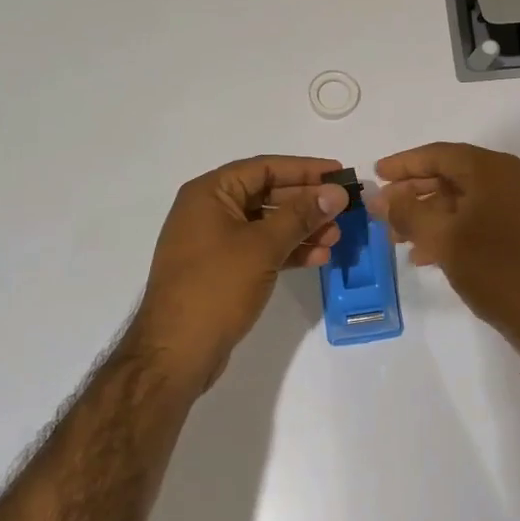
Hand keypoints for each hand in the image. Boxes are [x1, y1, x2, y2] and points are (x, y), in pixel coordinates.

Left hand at [133, 155, 348, 388]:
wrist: (175, 353)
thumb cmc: (216, 287)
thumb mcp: (263, 246)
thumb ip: (301, 215)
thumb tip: (336, 192)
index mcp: (209, 193)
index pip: (264, 167)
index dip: (305, 168)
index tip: (339, 173)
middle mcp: (209, 210)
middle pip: (267, 194)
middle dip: (306, 202)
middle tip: (344, 208)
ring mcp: (213, 242)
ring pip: (266, 224)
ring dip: (302, 228)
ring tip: (336, 237)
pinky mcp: (221, 270)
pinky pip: (260, 249)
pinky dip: (287, 250)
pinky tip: (317, 257)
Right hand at [369, 142, 519, 361]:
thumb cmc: (495, 268)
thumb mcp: (443, 238)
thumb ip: (407, 213)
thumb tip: (381, 198)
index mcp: (491, 170)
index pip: (439, 154)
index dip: (404, 164)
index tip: (376, 174)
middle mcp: (506, 179)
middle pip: (449, 175)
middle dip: (412, 193)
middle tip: (381, 209)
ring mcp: (515, 206)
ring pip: (459, 201)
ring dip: (426, 216)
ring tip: (395, 238)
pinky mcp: (518, 232)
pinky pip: (473, 220)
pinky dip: (447, 231)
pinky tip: (423, 255)